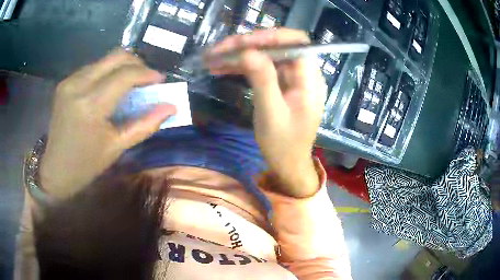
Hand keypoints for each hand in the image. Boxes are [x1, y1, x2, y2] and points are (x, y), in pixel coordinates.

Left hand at [40, 49, 176, 198]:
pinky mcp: (65, 82)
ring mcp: (69, 81)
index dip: (147, 73)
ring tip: (129, 84)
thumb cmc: (86, 164)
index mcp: (91, 106)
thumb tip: (171, 107)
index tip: (160, 80)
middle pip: (116, 57)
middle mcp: (79, 85)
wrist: (55, 169)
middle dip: (137, 63)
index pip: (125, 75)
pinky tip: (109, 87)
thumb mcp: (117, 147)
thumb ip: (145, 124)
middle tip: (146, 78)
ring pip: (104, 59)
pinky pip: (92, 67)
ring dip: (121, 67)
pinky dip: (106, 72)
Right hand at [206, 29, 326, 197]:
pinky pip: (260, 67)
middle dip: (247, 44)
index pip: (296, 42)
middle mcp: (302, 73)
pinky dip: (240, 66)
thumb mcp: (272, 114)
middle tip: (219, 50)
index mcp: (309, 79)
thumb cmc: (283, 145)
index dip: (271, 36)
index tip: (243, 43)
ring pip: (265, 55)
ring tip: (212, 58)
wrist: (288, 164)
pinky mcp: (279, 83)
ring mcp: (290, 77)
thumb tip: (248, 51)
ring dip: (238, 54)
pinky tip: (220, 68)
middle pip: (276, 46)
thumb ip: (263, 80)